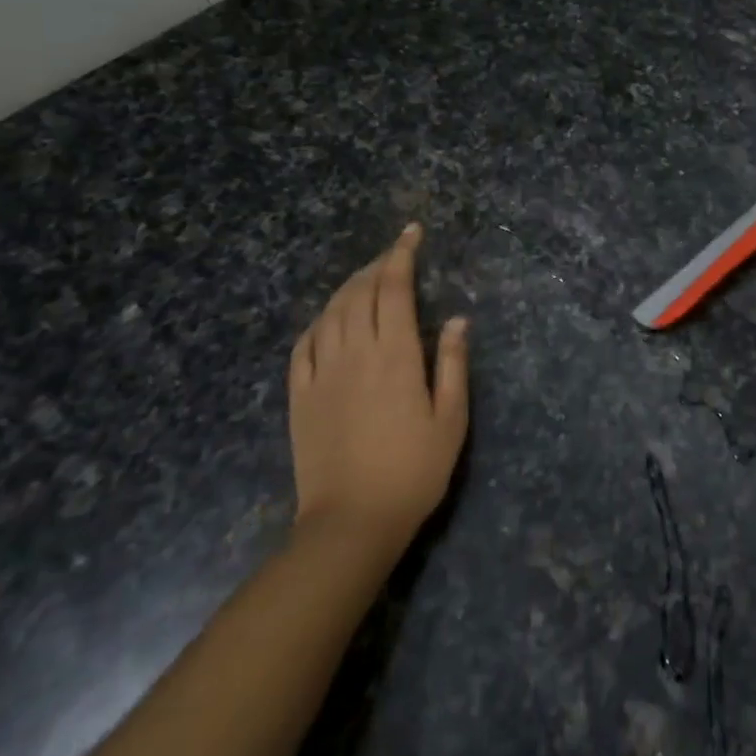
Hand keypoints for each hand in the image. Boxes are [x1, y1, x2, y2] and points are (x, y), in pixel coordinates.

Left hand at [288, 224, 469, 546]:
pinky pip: (304, 344)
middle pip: (360, 292)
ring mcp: (321, 373)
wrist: (351, 522)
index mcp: (394, 354)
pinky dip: (319, 321)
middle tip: (395, 254)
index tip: (412, 232)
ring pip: (330, 312)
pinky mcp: (299, 395)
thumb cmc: (413, 471)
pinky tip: (329, 320)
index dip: (402, 254)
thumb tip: (456, 319)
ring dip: (349, 287)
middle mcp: (354, 352)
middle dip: (378, 265)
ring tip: (365, 278)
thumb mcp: (450, 420)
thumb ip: (452, 364)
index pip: (394, 287)